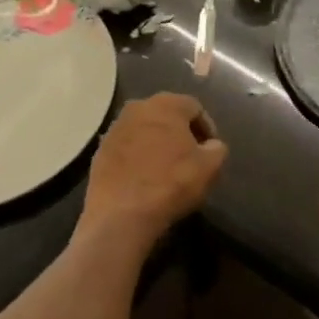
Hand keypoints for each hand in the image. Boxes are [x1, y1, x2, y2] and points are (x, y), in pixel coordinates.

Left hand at [78, 94, 227, 254]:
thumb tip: (211, 145)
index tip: (210, 151)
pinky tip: (143, 178)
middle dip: (180, 133)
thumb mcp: (210, 167)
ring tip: (165, 169)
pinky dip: (137, 157)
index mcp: (167, 103)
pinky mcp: (100, 149)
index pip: (195, 108)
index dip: (207, 129)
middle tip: (190, 157)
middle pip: (167, 115)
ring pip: (145, 129)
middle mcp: (139, 106)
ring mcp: (115, 127)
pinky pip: (127, 147)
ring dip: (157, 143)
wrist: (121, 215)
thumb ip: (217, 148)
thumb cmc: (171, 183)